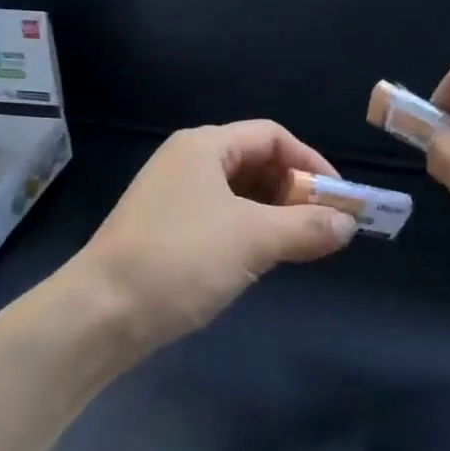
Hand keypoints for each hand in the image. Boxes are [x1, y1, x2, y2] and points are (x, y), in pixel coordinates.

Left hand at [70, 121, 358, 356]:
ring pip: (238, 194)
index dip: (311, 162)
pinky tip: (262, 258)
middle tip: (324, 224)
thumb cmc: (180, 260)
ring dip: (274, 214)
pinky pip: (219, 218)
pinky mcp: (164, 231)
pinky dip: (249, 231)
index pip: (272, 136)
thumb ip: (307, 227)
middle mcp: (186, 162)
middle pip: (255, 162)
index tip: (340, 197)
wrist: (100, 314)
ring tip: (300, 244)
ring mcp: (171, 197)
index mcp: (204, 146)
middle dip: (294, 191)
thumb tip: (349, 224)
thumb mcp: (253, 240)